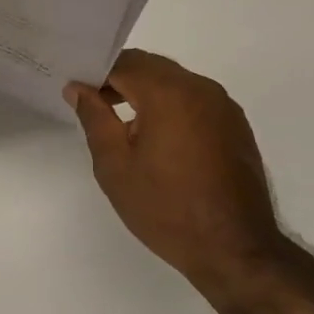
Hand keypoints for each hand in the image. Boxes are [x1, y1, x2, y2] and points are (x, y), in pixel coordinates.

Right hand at [66, 49, 282, 287]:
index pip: (123, 64)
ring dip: (146, 93)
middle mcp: (200, 88)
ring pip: (174, 81)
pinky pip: (194, 100)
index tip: (77, 95)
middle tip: (95, 108)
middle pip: (150, 67)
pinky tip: (159, 141)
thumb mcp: (115, 166)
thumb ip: (94, 118)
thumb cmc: (166, 208)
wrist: (235, 250)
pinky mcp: (236, 125)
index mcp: (168, 93)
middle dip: (120, 80)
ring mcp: (223, 106)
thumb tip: (78, 88)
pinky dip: (171, 106)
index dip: (95, 74)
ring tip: (125, 129)